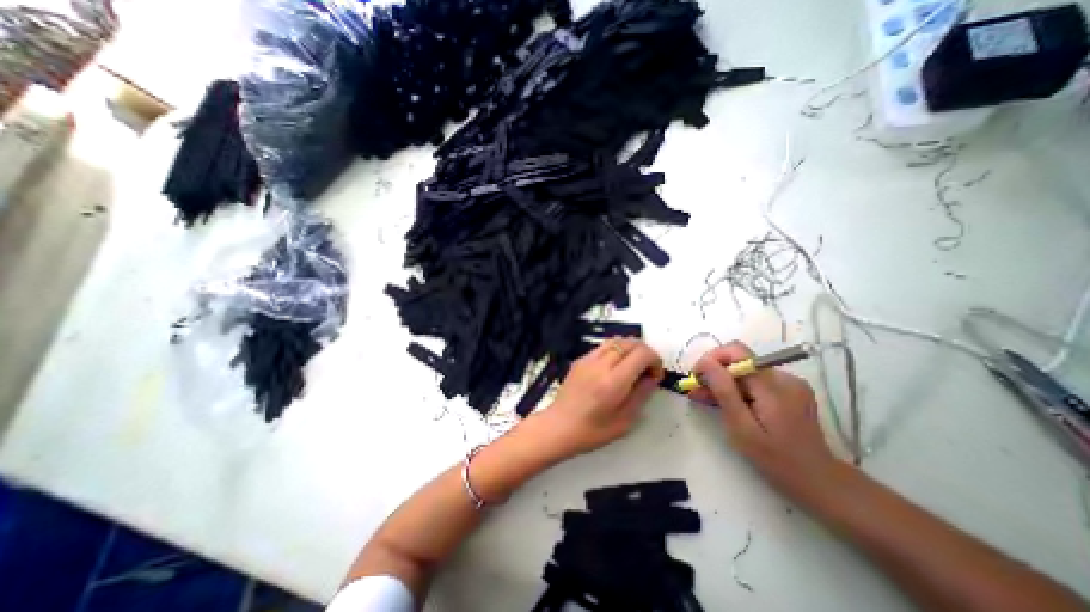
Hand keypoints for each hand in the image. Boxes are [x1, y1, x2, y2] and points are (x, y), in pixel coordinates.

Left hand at [531, 337, 658, 460]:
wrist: (559, 426)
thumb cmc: (592, 431)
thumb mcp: (624, 420)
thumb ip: (641, 395)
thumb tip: (652, 378)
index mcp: (614, 381)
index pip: (642, 353)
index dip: (655, 360)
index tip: (655, 375)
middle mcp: (601, 364)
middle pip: (630, 342)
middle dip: (645, 352)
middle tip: (646, 371)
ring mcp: (588, 359)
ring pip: (616, 340)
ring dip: (630, 349)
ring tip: (632, 367)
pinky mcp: (580, 360)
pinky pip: (603, 346)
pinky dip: (615, 350)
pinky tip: (614, 368)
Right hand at [693, 341, 836, 493]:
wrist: (819, 481)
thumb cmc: (775, 459)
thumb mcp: (742, 428)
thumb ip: (724, 391)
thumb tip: (705, 363)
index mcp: (773, 386)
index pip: (737, 351)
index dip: (712, 359)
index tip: (696, 378)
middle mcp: (784, 377)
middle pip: (740, 361)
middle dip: (715, 373)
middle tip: (696, 392)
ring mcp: (790, 383)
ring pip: (745, 371)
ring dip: (724, 382)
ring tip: (708, 399)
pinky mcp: (790, 390)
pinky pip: (756, 380)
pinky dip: (738, 388)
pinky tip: (731, 404)